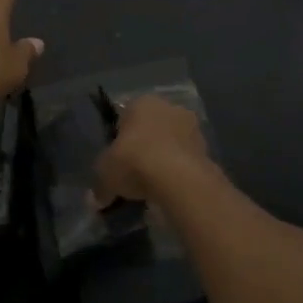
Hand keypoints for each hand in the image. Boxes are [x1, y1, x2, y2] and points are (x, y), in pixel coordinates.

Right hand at [95, 95, 209, 203]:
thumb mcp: (105, 174)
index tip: (118, 159)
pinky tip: (170, 190)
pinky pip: (186, 159)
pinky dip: (179, 171)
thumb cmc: (134, 161)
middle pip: (151, 127)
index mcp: (140, 102)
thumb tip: (95, 200)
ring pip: (171, 142)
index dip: (120, 138)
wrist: (178, 178)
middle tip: (135, 172)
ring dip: (165, 157)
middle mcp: (167, 107)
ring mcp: (191, 126)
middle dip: (145, 145)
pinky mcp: (207, 148)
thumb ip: (100, 185)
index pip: (126, 116)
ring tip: (154, 185)